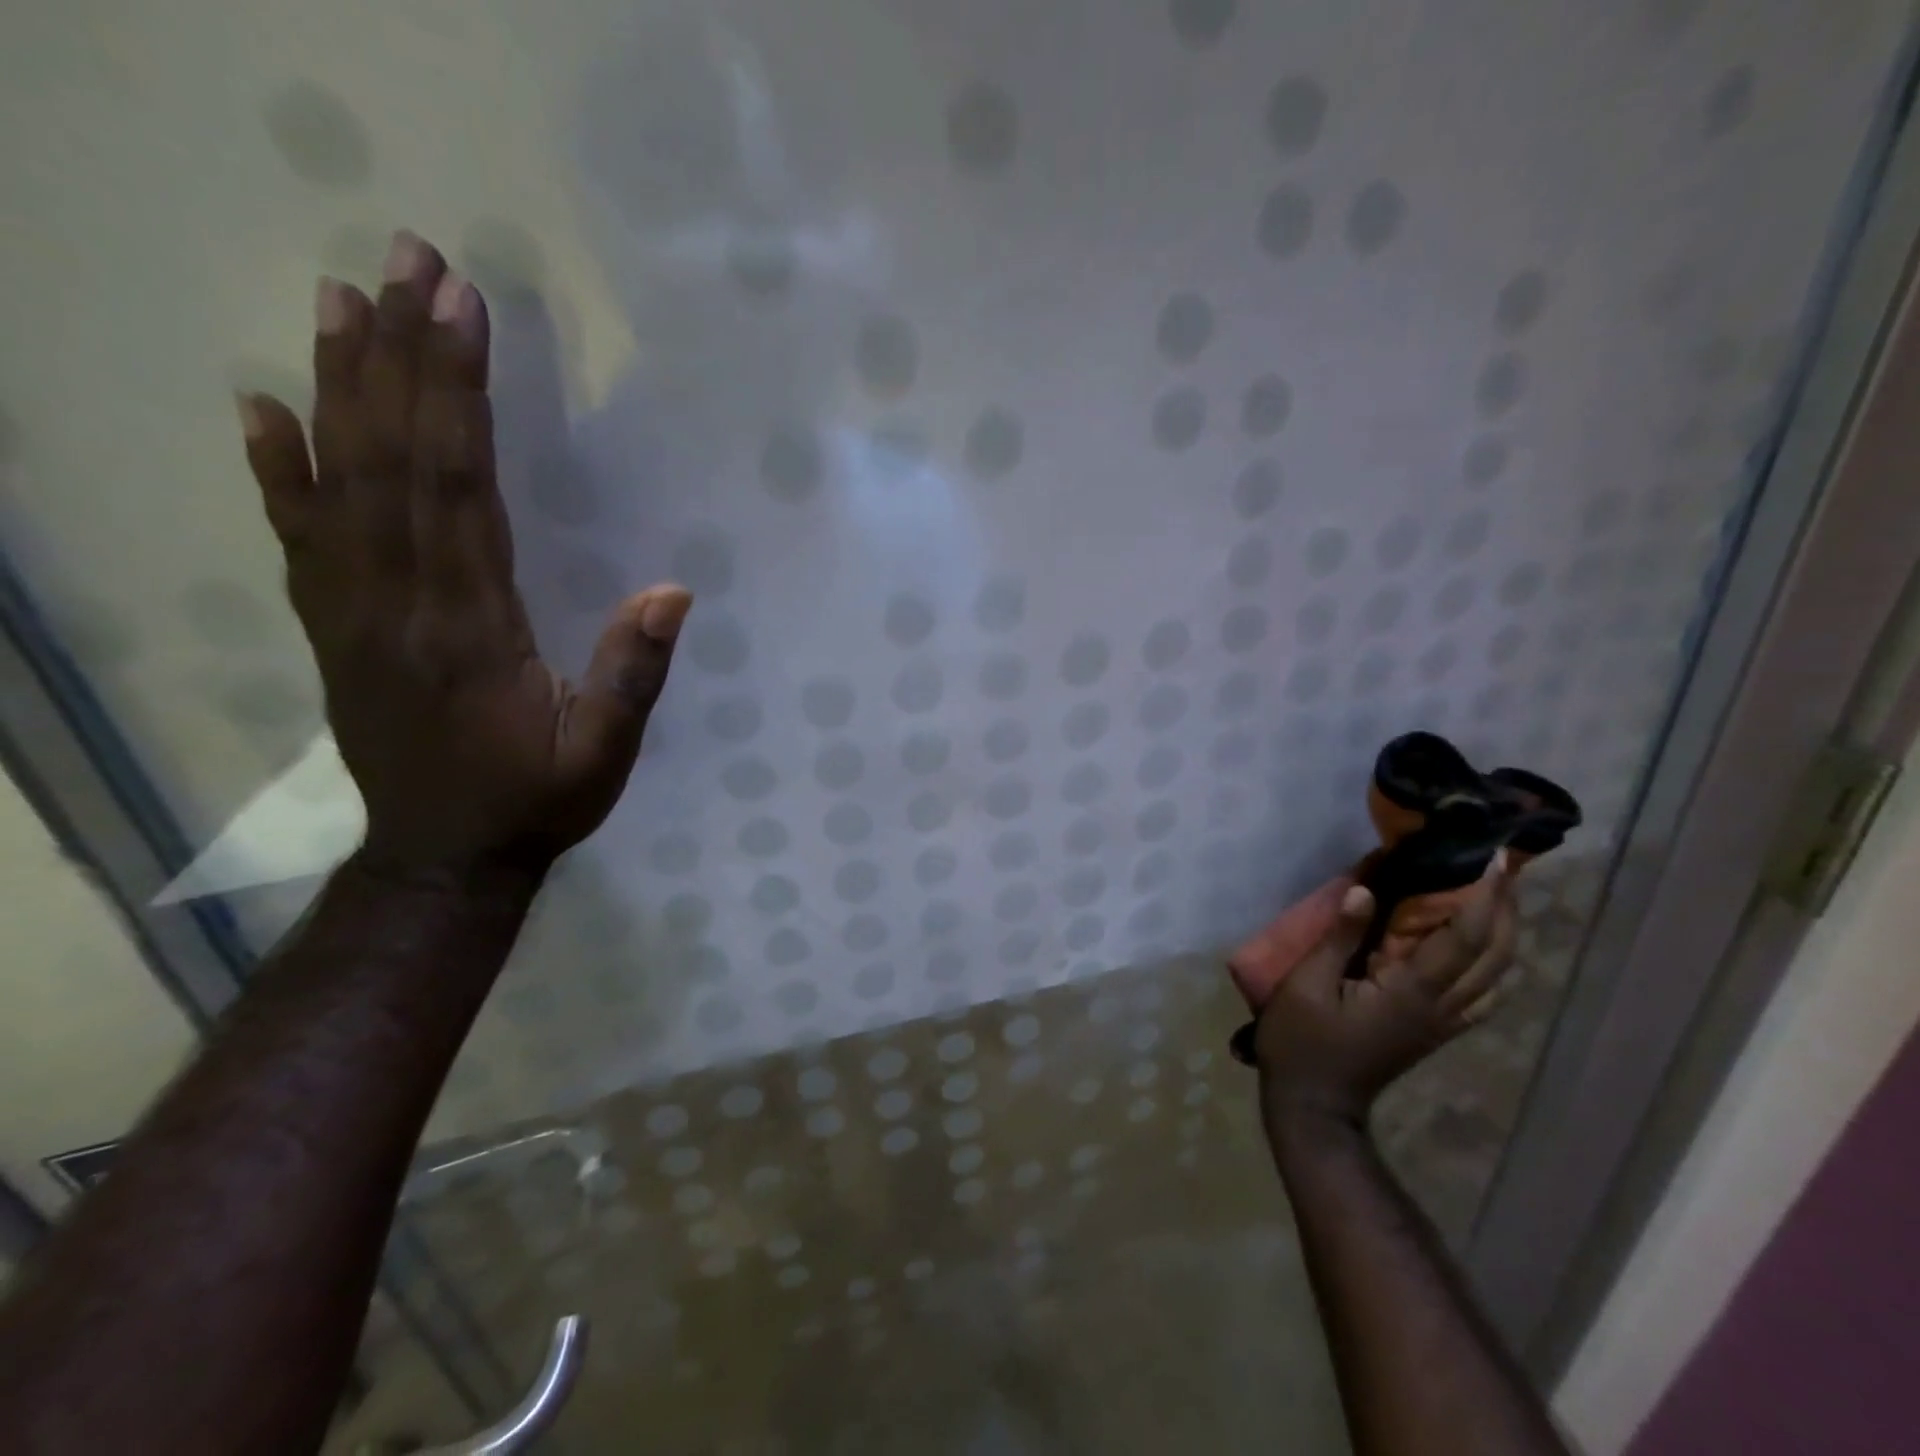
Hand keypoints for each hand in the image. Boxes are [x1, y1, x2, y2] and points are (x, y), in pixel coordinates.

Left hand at [235, 230, 690, 876]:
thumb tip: (674, 592)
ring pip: (338, 484)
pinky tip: (263, 408)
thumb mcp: (605, 753)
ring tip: (337, 298)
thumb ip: (633, 674)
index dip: (457, 396)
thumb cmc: (536, 802)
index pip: (459, 490)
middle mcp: (398, 605)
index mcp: (470, 629)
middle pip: (391, 463)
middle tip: (401, 262)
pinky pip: (298, 538)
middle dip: (397, 357)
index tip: (460, 310)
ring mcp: (353, 614)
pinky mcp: (334, 629)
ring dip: (339, 386)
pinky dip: (277, 468)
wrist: (442, 858)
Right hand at [1253, 856, 1517, 1127]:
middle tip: (1502, 870)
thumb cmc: (1302, 1041)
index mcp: (1411, 992)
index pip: (1463, 937)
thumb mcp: (1305, 984)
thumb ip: (1340, 938)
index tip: (1496, 859)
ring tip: (1496, 899)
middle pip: (1495, 956)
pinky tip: (1478, 950)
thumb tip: (1367, 891)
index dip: (1485, 896)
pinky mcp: (1434, 1031)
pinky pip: (1480, 994)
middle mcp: (1441, 1007)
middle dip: (1506, 910)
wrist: (1315, 1105)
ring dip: (1503, 934)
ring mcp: (1442, 1022)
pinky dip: (1490, 964)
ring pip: (1494, 976)